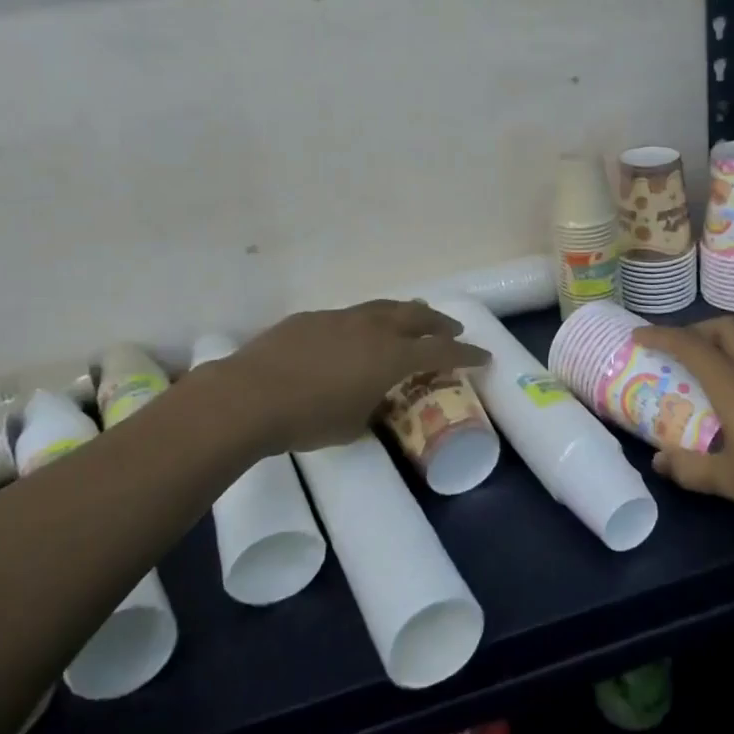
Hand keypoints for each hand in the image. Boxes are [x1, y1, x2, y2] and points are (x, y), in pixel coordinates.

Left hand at [230, 300, 489, 453]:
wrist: (249, 396)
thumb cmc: (308, 418)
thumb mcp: (353, 425)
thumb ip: (372, 408)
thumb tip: (373, 402)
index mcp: (391, 356)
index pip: (441, 351)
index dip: (466, 354)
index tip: (483, 356)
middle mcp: (372, 329)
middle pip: (416, 317)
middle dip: (438, 324)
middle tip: (450, 330)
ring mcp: (340, 319)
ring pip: (383, 308)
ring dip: (403, 314)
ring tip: (412, 318)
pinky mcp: (311, 319)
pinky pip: (349, 316)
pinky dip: (365, 324)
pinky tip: (355, 336)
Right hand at [632, 316, 733, 527]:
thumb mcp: (733, 481)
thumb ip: (692, 469)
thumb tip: (659, 461)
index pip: (691, 346)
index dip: (661, 335)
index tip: (637, 335)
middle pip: (726, 328)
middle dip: (696, 329)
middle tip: (676, 352)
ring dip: (720, 351)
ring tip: (701, 383)